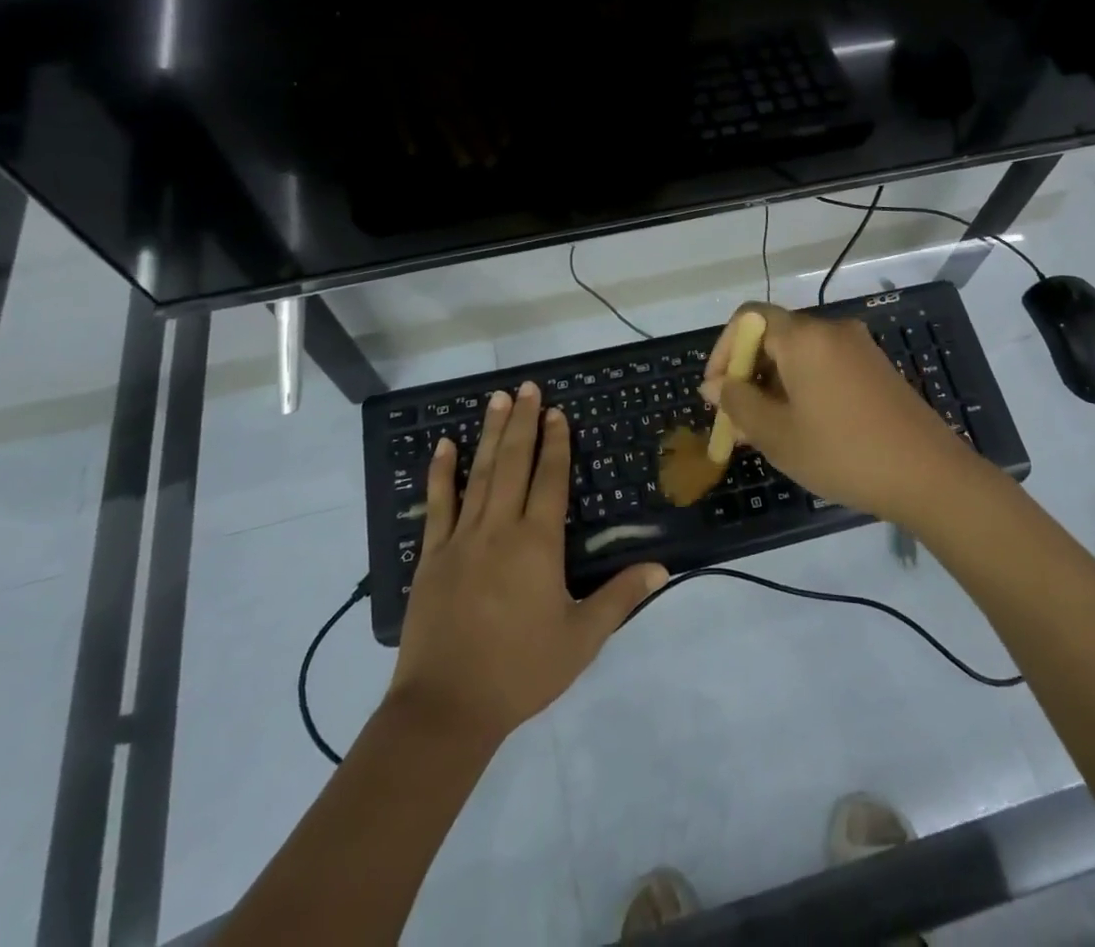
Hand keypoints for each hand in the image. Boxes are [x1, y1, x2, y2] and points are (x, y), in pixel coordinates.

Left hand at [387, 382, 666, 743]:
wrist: (446, 708)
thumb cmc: (520, 671)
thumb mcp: (581, 638)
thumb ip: (620, 597)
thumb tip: (662, 567)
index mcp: (538, 543)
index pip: (550, 479)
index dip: (555, 442)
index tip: (556, 411)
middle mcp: (500, 529)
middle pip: (514, 463)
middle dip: (522, 422)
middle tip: (526, 387)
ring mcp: (462, 539)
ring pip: (479, 474)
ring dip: (489, 434)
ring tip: (496, 399)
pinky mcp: (433, 556)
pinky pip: (438, 505)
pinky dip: (441, 473)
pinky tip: (444, 446)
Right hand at [699, 303, 982, 524]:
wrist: (929, 475)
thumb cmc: (842, 452)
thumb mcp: (777, 434)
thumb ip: (737, 403)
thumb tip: (713, 385)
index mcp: (804, 337)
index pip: (747, 318)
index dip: (723, 349)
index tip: (716, 391)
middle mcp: (831, 330)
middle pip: (774, 335)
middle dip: (747, 373)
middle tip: (737, 419)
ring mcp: (858, 347)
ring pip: (799, 354)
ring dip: (773, 384)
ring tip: (764, 431)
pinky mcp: (875, 367)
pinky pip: (825, 365)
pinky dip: (802, 386)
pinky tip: (801, 427)